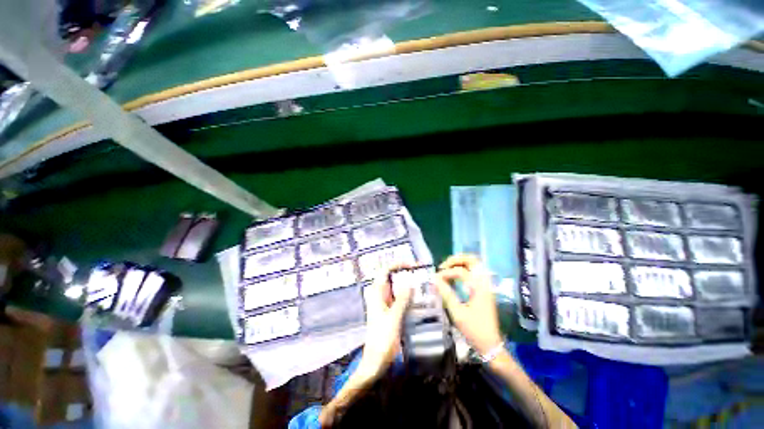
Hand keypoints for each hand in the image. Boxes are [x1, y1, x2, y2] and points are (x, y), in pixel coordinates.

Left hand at [357, 265, 412, 380]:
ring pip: (395, 287)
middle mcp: (380, 295)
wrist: (375, 361)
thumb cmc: (382, 339)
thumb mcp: (393, 318)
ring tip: (421, 281)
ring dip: (406, 283)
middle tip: (420, 272)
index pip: (385, 271)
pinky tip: (417, 297)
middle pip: (390, 277)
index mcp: (377, 294)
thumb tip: (409, 283)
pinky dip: (407, 294)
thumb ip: (401, 300)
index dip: (397, 265)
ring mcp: (384, 303)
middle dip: (404, 272)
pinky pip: (398, 298)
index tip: (411, 265)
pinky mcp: (389, 312)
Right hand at [434, 255, 503, 355]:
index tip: (436, 279)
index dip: (446, 273)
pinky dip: (464, 269)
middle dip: (456, 259)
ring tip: (448, 269)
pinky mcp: (485, 289)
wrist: (491, 344)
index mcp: (479, 288)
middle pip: (473, 260)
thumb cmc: (474, 330)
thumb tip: (435, 279)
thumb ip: (446, 294)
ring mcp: (487, 286)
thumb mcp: (457, 313)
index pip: (460, 271)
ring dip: (461, 263)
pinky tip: (455, 277)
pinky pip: (475, 272)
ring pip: (475, 265)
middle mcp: (485, 283)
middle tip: (444, 266)